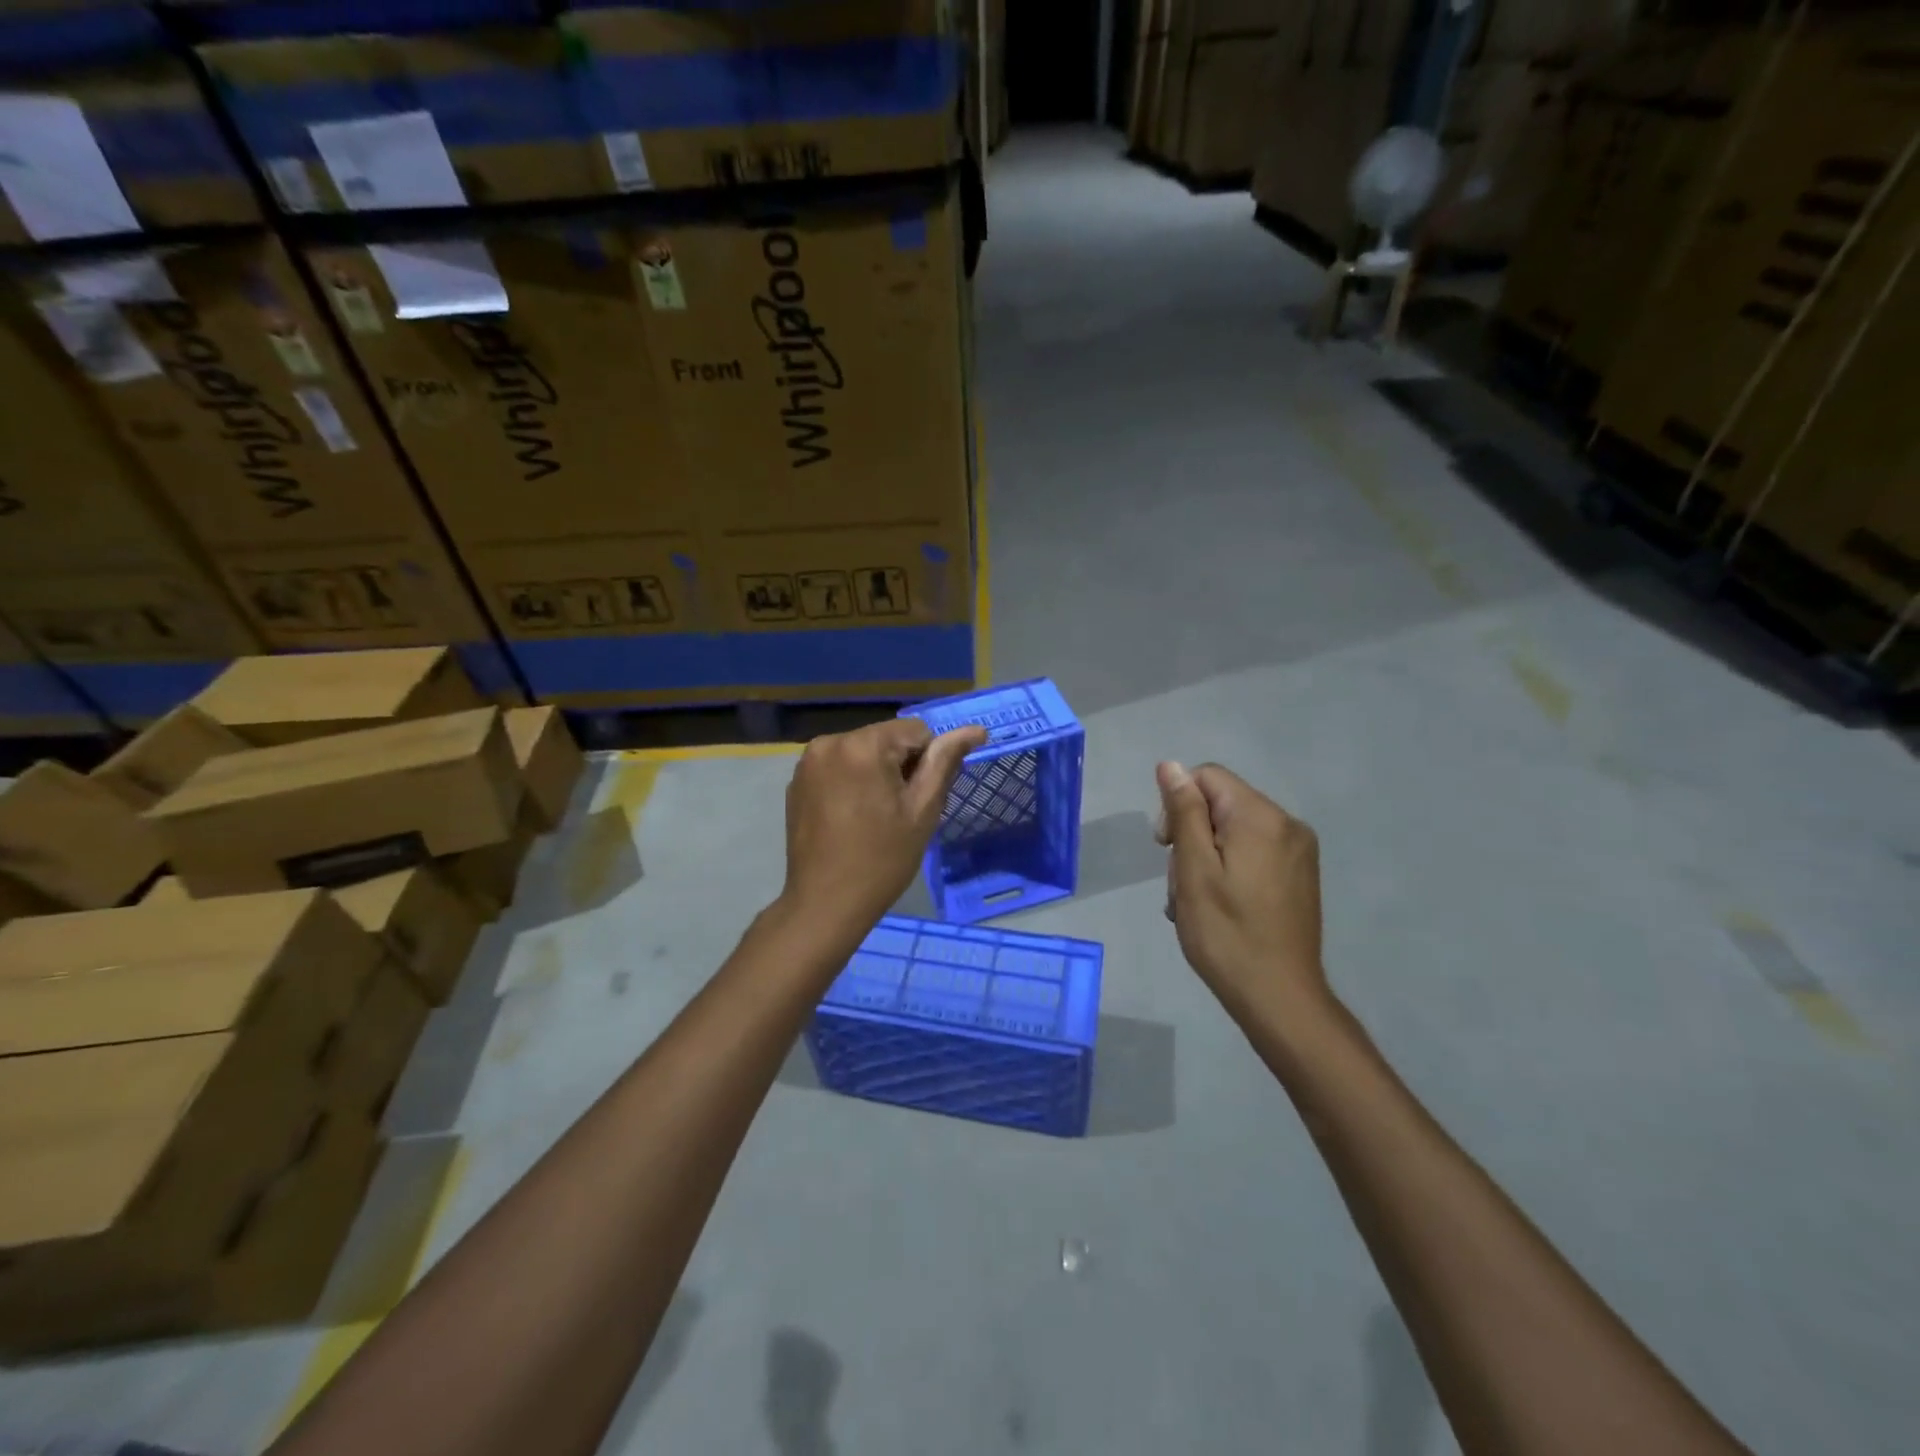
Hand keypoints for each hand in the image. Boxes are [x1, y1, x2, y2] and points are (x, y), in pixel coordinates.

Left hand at [781, 718, 987, 934]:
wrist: (825, 904)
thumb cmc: (882, 859)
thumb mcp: (923, 810)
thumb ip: (945, 762)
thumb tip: (976, 730)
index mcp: (863, 745)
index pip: (916, 730)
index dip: (926, 763)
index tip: (917, 800)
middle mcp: (829, 741)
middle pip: (886, 739)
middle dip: (899, 766)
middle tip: (898, 812)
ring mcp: (807, 762)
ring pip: (861, 752)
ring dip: (875, 773)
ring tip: (874, 816)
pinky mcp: (796, 782)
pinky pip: (837, 767)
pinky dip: (851, 782)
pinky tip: (850, 817)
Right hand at [1155, 761, 1329, 1020]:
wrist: (1280, 998)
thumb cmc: (1227, 934)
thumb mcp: (1194, 870)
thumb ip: (1184, 812)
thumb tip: (1171, 765)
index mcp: (1261, 817)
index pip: (1207, 777)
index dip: (1177, 804)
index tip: (1165, 848)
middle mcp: (1287, 824)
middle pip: (1221, 804)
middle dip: (1191, 835)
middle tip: (1179, 883)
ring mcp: (1298, 851)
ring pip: (1233, 831)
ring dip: (1205, 857)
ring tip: (1194, 902)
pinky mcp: (1300, 874)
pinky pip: (1253, 852)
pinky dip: (1228, 869)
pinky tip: (1217, 905)